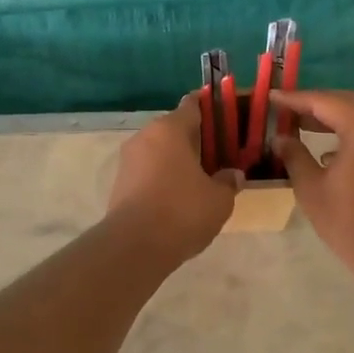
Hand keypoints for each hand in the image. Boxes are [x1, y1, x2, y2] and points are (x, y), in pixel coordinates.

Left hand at [107, 100, 241, 261]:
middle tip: (219, 153)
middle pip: (175, 129)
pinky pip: (149, 171)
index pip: (193, 105)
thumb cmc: (182, 211)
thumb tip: (233, 175)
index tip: (225, 113)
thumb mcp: (219, 199)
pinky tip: (180, 196)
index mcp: (170, 129)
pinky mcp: (120, 183)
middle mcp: (145, 136)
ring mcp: (128, 160)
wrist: (134, 246)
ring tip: (202, 178)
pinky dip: (164, 177)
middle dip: (196, 139)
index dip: (210, 107)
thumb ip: (228, 181)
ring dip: (178, 160)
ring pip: (160, 151)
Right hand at [271, 90, 353, 270]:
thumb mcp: (311, 187)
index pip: (324, 102)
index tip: (272, 97)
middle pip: (345, 101)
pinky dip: (349, 128)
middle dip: (315, 103)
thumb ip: (294, 155)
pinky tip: (327, 146)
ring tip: (301, 123)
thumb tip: (280, 138)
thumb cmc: (349, 221)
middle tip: (285, 108)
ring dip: (332, 115)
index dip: (295, 99)